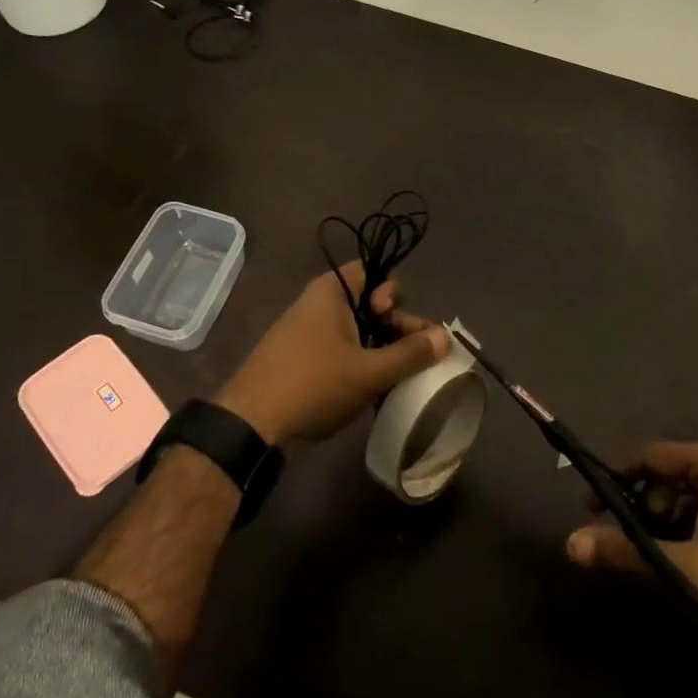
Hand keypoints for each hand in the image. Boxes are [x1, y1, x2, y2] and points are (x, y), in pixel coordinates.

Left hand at [216, 262, 449, 446]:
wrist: (251, 425)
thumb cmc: (313, 385)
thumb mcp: (369, 371)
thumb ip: (410, 353)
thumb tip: (446, 337)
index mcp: (331, 293)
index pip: (371, 272)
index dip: (390, 292)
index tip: (393, 320)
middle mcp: (318, 305)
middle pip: (369, 303)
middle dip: (395, 326)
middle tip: (414, 356)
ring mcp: (307, 334)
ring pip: (357, 331)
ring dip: (381, 350)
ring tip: (400, 378)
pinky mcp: (302, 360)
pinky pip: (341, 350)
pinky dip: (361, 363)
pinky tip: (375, 389)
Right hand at [564, 441, 697, 640]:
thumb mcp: (690, 565)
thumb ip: (629, 551)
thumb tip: (571, 544)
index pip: (649, 456)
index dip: (617, 478)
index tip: (592, 506)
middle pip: (671, 474)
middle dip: (646, 506)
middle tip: (631, 540)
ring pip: (694, 492)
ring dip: (672, 519)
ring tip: (663, 555)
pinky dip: (697, 524)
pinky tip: (696, 557)